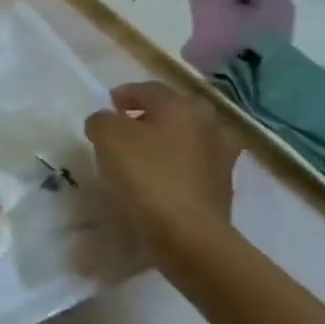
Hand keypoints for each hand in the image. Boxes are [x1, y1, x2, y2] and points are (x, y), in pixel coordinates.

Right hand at [85, 81, 240, 278]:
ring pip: (186, 140)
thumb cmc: (146, 175)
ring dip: (165, 143)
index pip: (149, 89)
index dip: (124, 94)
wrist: (188, 234)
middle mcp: (209, 125)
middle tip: (125, 128)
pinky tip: (156, 181)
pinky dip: (175, 168)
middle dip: (149, 116)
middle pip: (173, 112)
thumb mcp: (107, 136)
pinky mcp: (223, 189)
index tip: (107, 106)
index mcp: (182, 106)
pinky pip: (192, 168)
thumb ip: (101, 120)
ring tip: (140, 157)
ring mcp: (222, 158)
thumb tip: (106, 121)